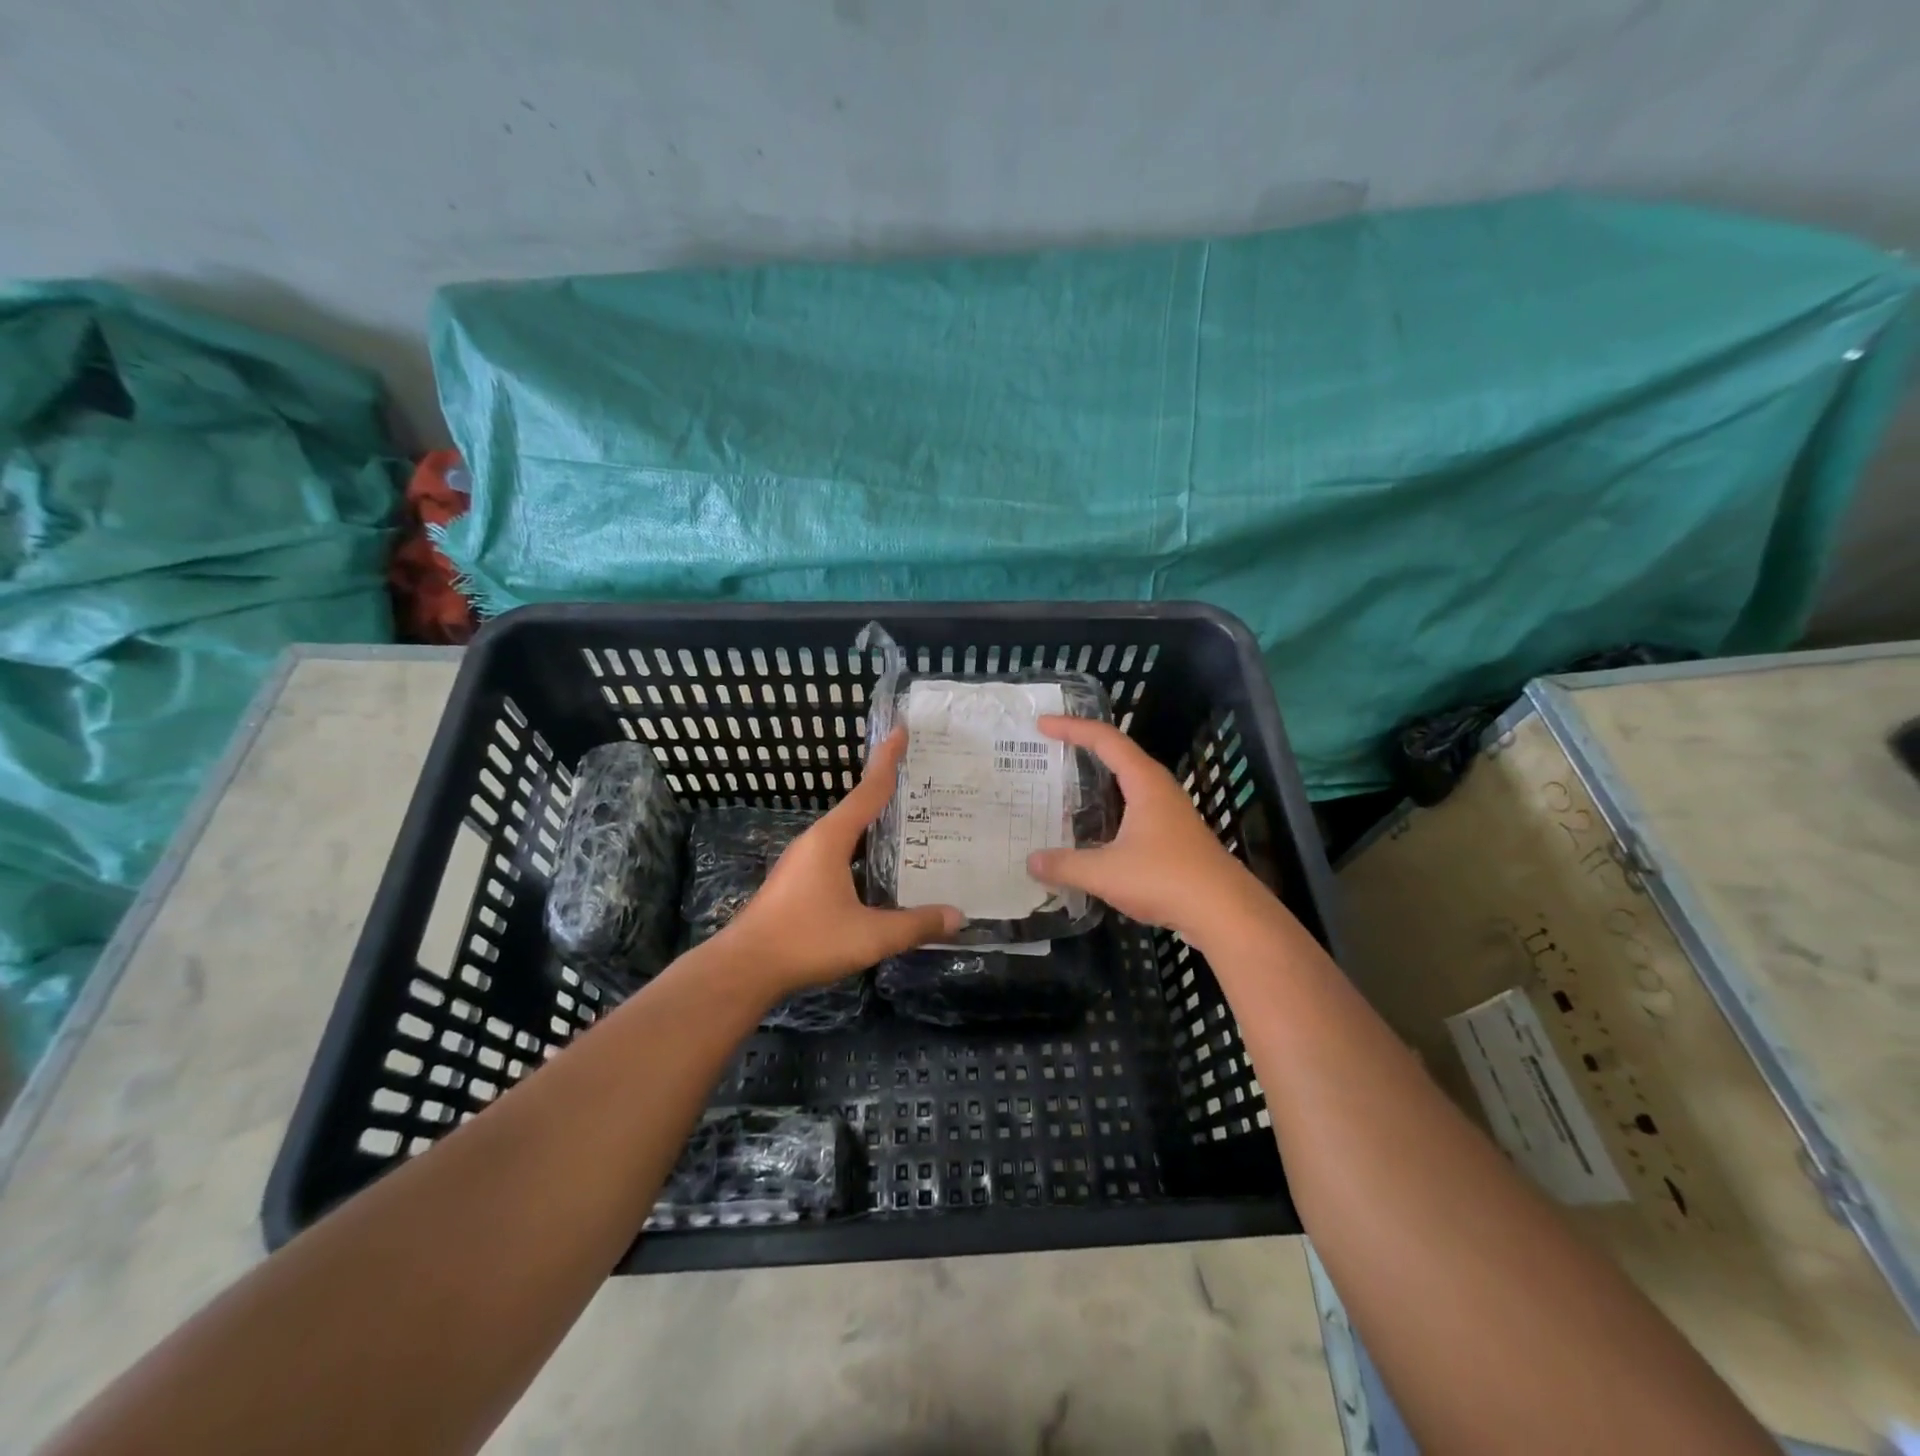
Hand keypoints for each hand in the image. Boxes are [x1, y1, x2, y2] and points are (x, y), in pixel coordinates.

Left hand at [715, 729, 962, 991]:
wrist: (745, 968)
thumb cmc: (807, 940)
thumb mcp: (870, 935)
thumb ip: (915, 925)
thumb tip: (958, 916)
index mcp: (832, 838)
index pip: (868, 790)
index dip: (887, 760)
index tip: (901, 729)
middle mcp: (816, 841)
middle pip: (858, 806)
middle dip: (887, 790)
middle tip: (921, 781)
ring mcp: (803, 861)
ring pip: (846, 832)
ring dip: (874, 824)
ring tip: (907, 823)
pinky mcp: (797, 881)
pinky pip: (837, 852)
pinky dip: (861, 848)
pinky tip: (877, 868)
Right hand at [1026, 715, 1267, 944]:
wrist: (1226, 913)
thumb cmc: (1166, 879)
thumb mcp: (1106, 873)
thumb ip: (1065, 865)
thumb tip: (1031, 862)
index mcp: (1145, 782)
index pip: (1105, 740)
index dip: (1072, 728)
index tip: (1042, 725)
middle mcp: (1159, 789)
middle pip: (1118, 755)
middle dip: (1083, 748)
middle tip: (1049, 752)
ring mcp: (1170, 813)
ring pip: (1128, 784)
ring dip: (1098, 781)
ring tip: (1066, 787)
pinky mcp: (1175, 838)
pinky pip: (1134, 809)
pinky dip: (1109, 809)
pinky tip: (1094, 831)